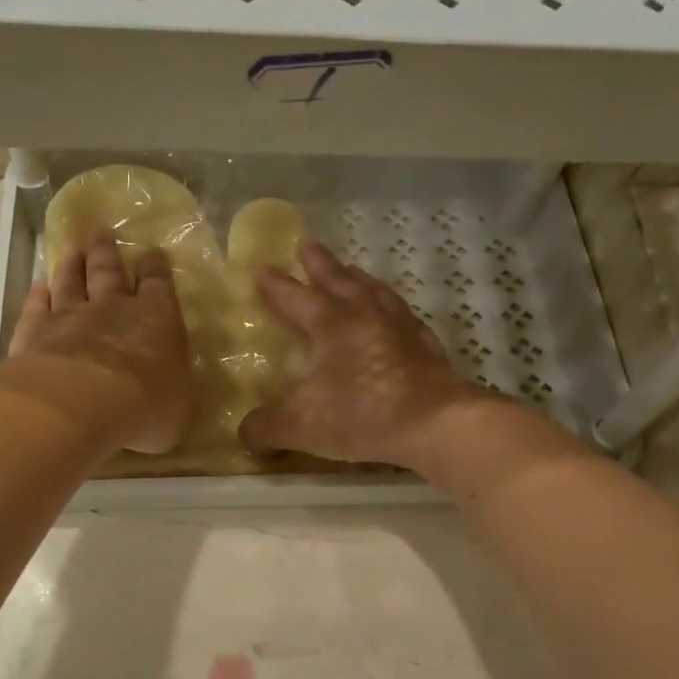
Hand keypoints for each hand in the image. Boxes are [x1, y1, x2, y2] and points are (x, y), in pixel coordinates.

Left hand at [10, 235, 191, 453]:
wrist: (82, 404)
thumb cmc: (144, 407)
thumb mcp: (177, 409)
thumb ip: (171, 392)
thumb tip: (169, 393)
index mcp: (157, 320)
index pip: (158, 285)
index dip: (155, 269)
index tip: (152, 253)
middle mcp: (113, 308)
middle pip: (108, 272)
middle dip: (107, 253)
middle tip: (102, 233)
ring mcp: (70, 316)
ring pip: (70, 282)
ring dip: (72, 265)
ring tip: (72, 251)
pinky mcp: (35, 331)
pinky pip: (37, 307)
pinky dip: (38, 295)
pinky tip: (38, 288)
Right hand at [238, 241, 491, 468]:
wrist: (435, 423)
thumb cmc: (361, 414)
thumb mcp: (300, 425)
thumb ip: (265, 427)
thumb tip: (244, 433)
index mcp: (329, 323)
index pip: (294, 297)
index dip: (276, 285)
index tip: (262, 267)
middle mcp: (364, 314)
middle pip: (338, 280)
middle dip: (320, 264)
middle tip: (308, 245)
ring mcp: (400, 327)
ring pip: (375, 292)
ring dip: (358, 279)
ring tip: (352, 272)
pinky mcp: (426, 347)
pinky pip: (404, 318)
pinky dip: (393, 311)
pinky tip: (395, 316)